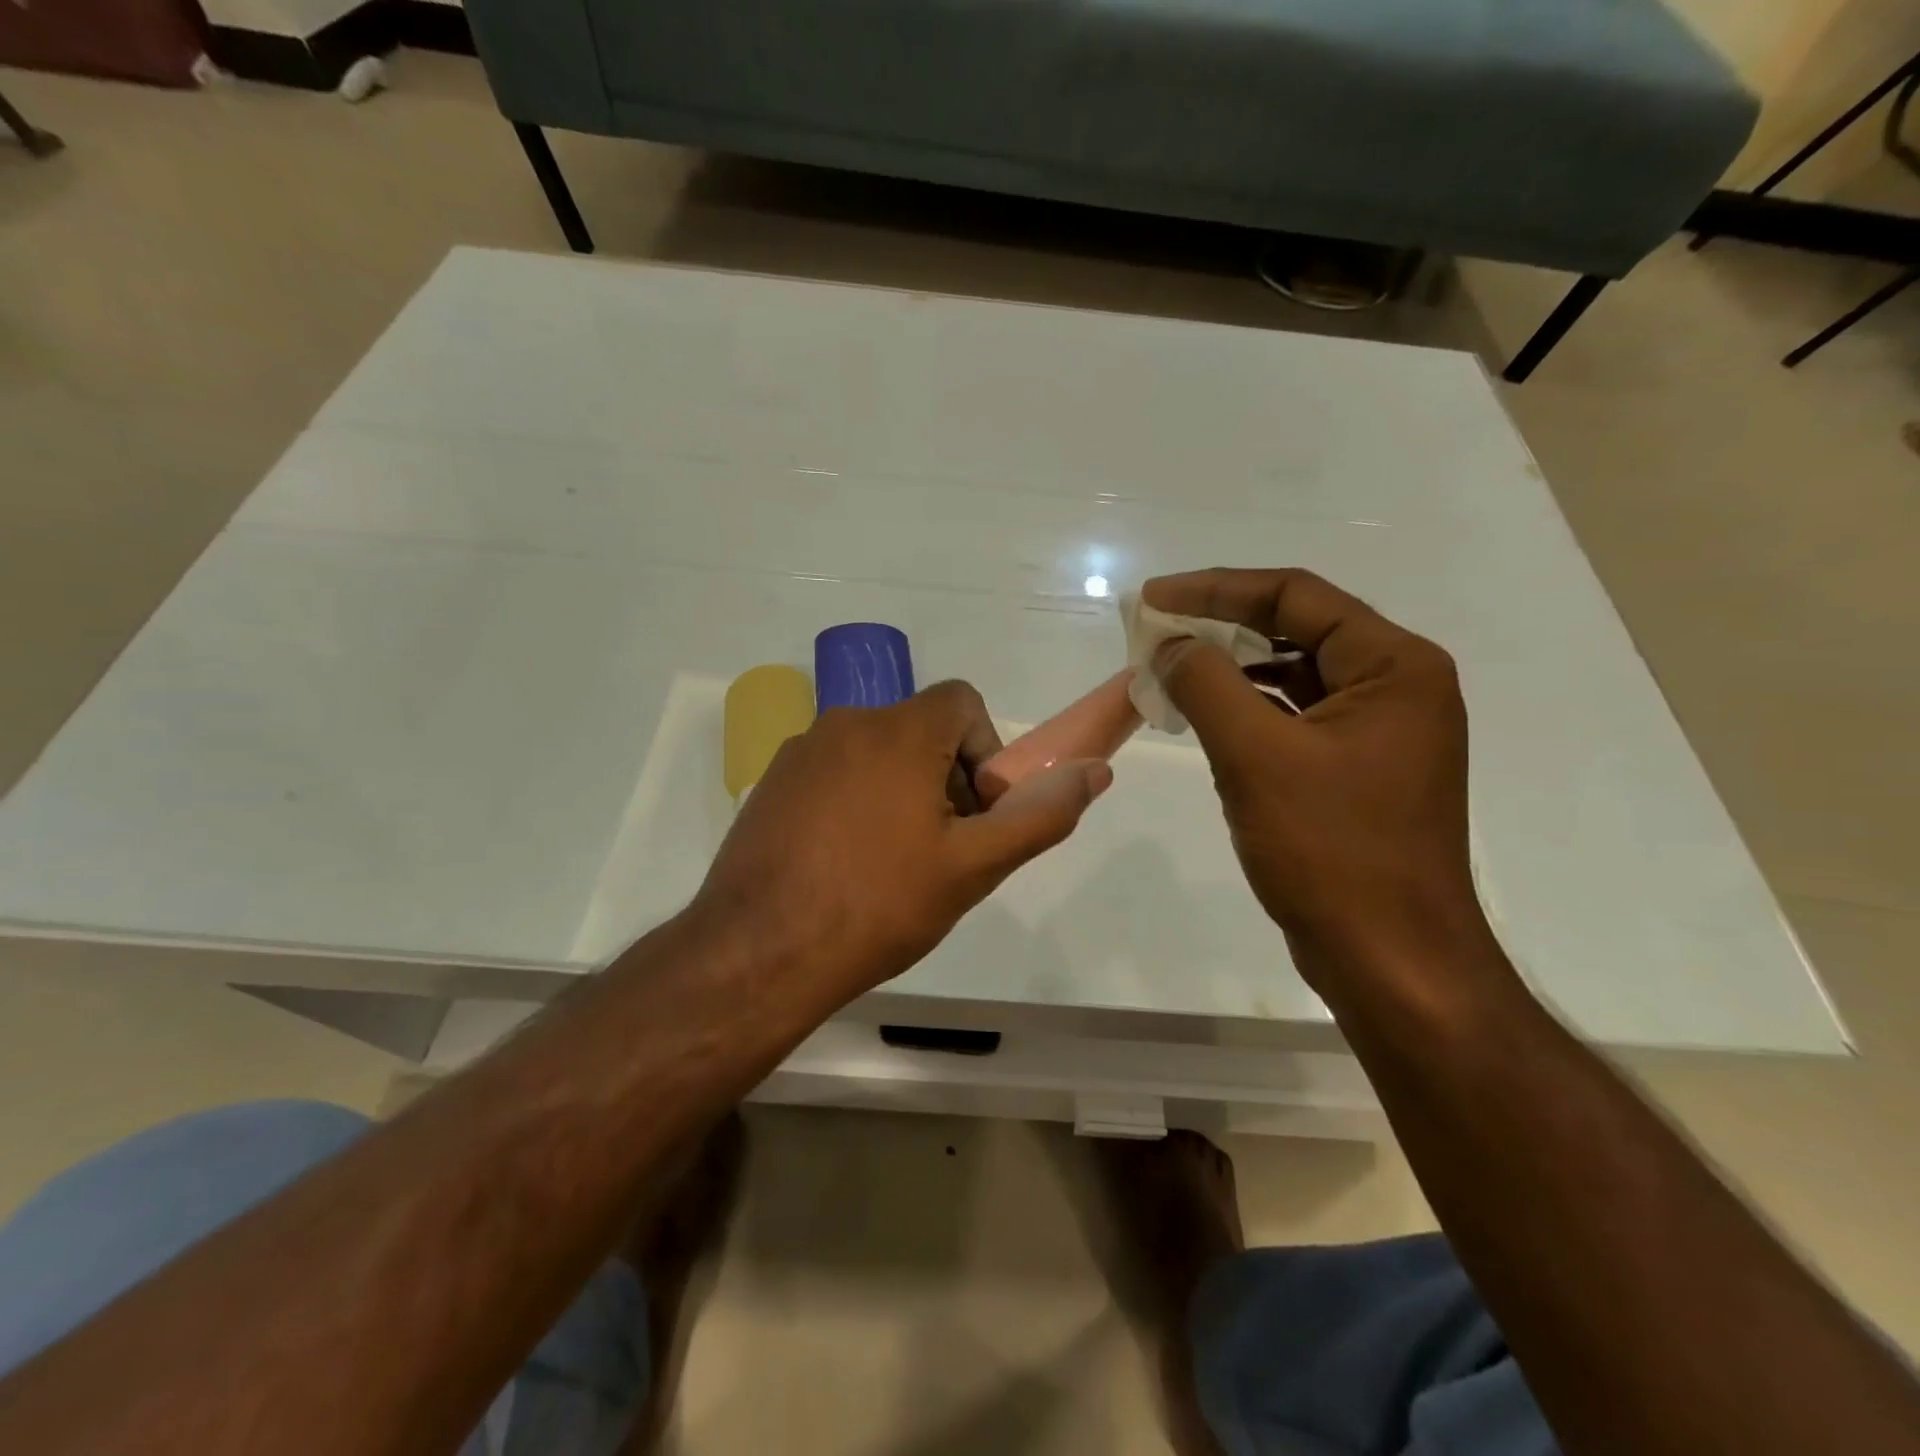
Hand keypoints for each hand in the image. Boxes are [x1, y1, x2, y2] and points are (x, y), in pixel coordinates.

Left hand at [693, 681, 1111, 1001]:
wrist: (760, 953)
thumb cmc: (878, 905)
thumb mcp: (973, 866)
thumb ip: (1040, 815)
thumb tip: (1094, 772)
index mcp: (898, 731)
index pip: (963, 702)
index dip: (985, 753)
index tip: (976, 814)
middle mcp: (845, 724)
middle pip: (921, 731)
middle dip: (947, 780)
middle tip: (942, 851)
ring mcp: (801, 753)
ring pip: (876, 754)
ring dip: (901, 794)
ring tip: (894, 866)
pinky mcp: (772, 784)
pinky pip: (834, 775)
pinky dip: (856, 804)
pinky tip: (847, 866)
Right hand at [1142, 569, 1486, 986]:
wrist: (1389, 960)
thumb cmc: (1331, 851)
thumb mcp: (1257, 757)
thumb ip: (1207, 684)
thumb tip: (1172, 646)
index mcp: (1394, 666)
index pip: (1295, 597)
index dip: (1216, 589)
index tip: (1152, 599)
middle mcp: (1395, 687)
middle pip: (1295, 630)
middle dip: (1219, 628)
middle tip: (1152, 633)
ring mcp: (1377, 731)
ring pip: (1290, 677)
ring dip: (1227, 671)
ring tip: (1165, 672)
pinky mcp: (1355, 770)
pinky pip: (1291, 718)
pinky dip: (1244, 711)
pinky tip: (1199, 717)